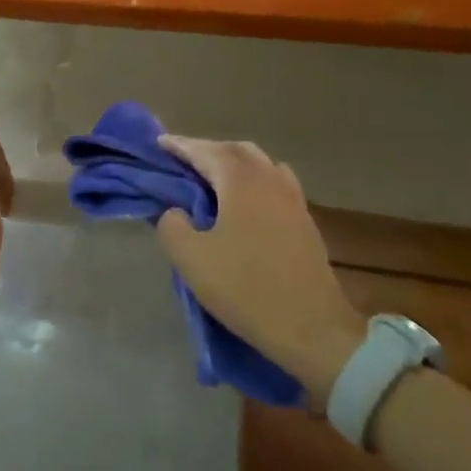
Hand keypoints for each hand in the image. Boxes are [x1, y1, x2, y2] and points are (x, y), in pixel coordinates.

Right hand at [156, 136, 365, 396]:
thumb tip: (175, 212)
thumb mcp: (191, 259)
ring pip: (260, 164)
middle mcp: (269, 180)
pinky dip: (255, 180)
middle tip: (183, 160)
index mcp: (241, 182)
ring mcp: (292, 199)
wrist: (311, 327)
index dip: (180, 145)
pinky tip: (246, 200)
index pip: (205, 152)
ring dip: (234, 163)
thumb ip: (172, 225)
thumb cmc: (245, 288)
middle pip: (236, 150)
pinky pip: (276, 183)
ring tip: (213, 177)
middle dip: (207, 150)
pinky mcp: (304, 221)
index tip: (159, 143)